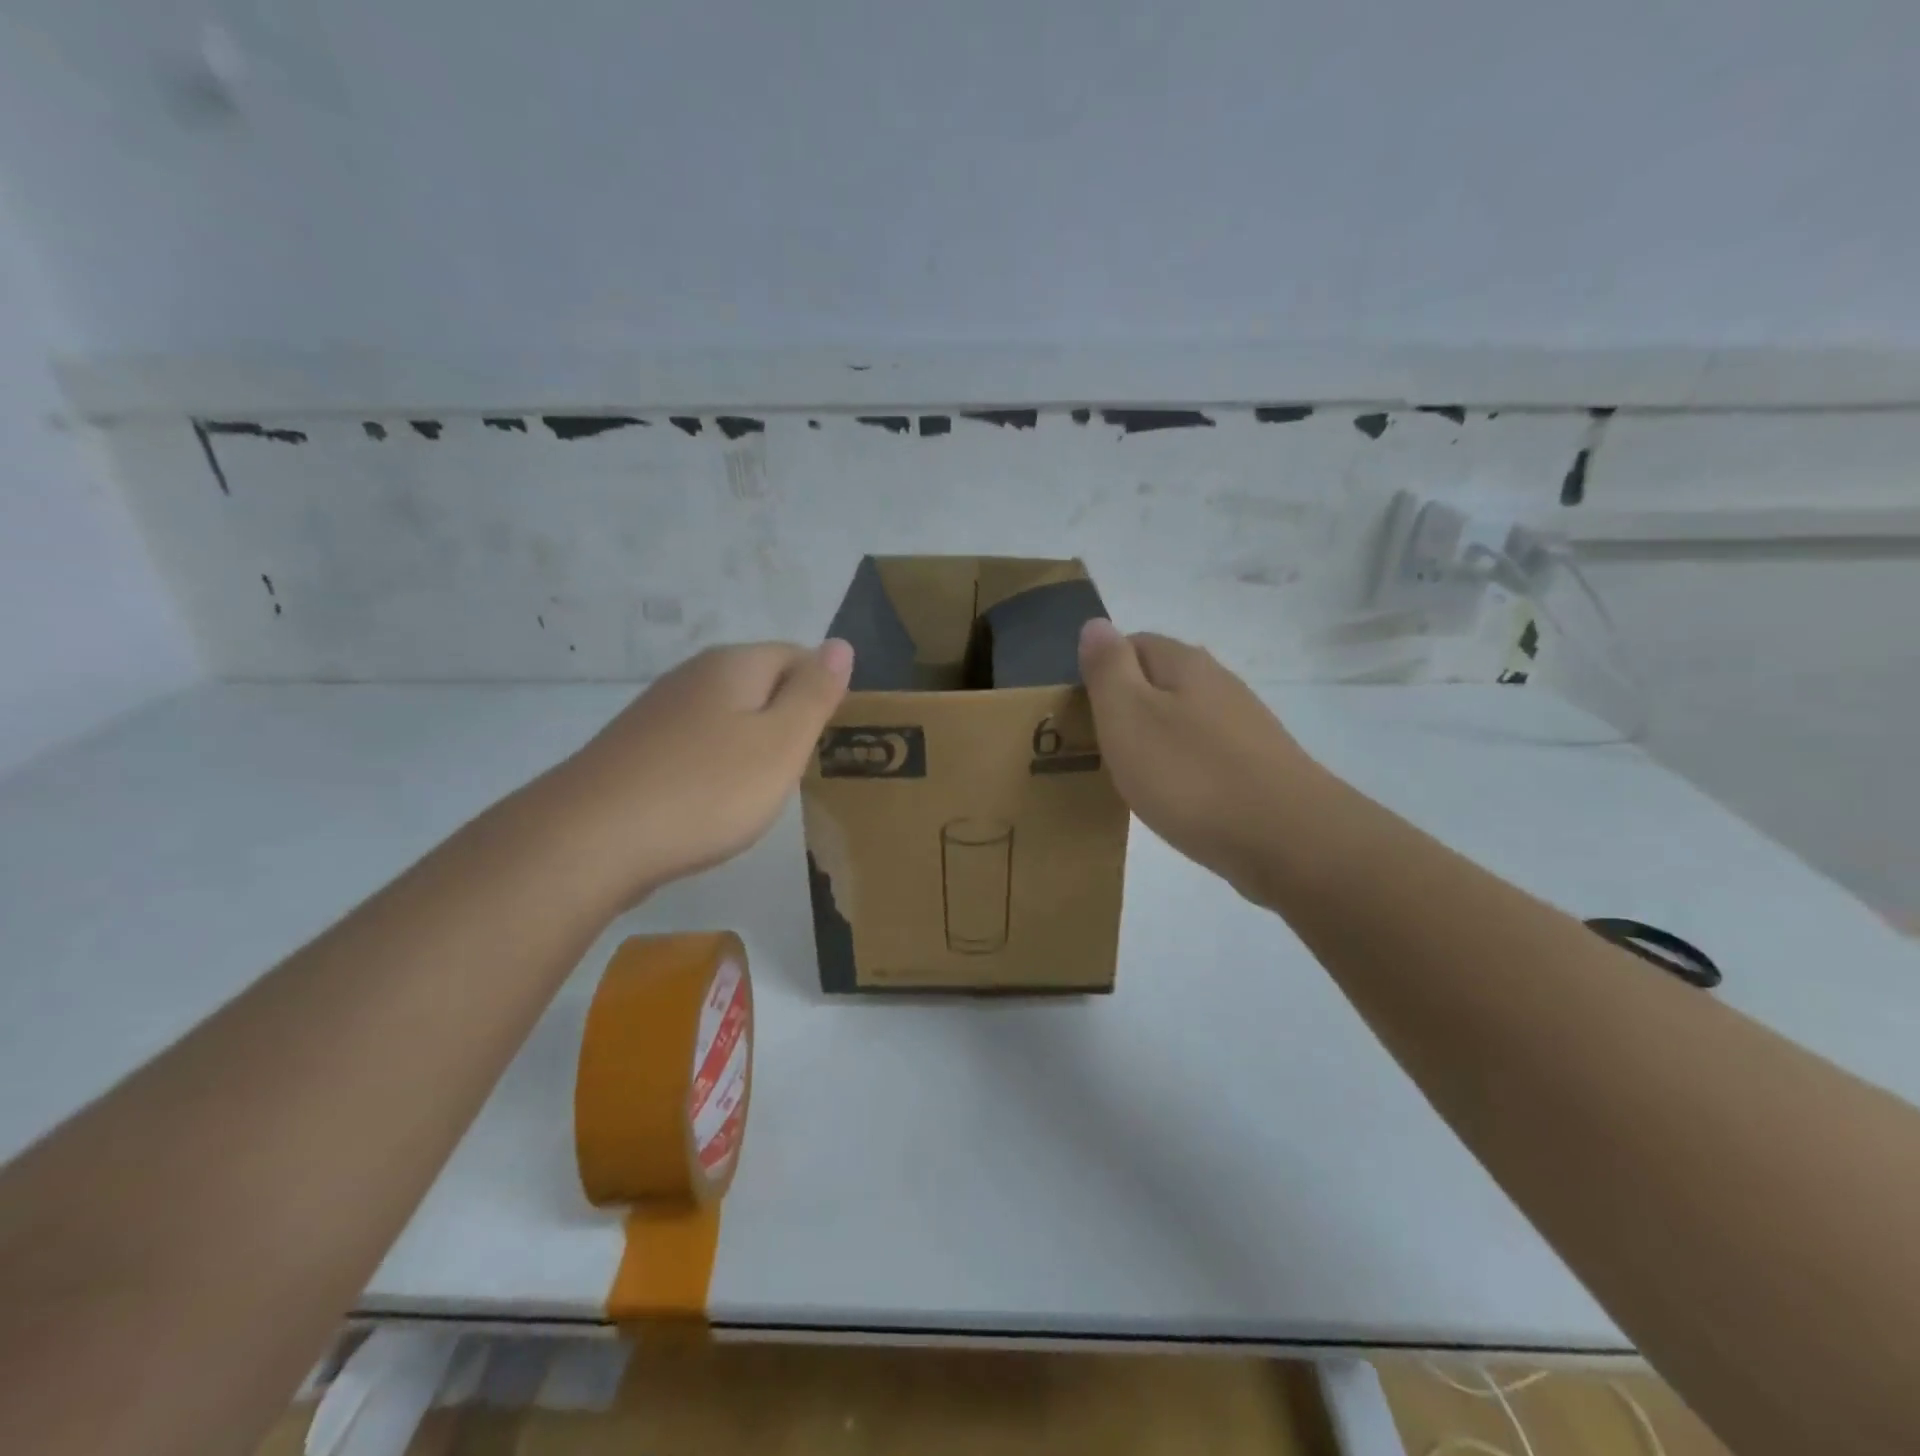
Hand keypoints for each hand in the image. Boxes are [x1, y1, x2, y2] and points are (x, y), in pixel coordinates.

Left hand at [556, 640, 853, 903]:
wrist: (590, 840)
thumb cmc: (706, 790)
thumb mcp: (781, 743)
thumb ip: (814, 693)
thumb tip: (840, 643)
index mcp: (734, 665)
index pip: (797, 655)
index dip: (821, 692)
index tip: (825, 740)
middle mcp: (693, 675)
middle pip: (760, 683)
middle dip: (786, 719)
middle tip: (796, 769)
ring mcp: (658, 712)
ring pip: (726, 716)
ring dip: (750, 745)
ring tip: (758, 790)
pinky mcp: (635, 749)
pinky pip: (694, 746)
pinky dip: (714, 768)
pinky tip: (710, 803)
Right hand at [1078, 620, 1321, 902]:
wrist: (1288, 839)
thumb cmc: (1190, 774)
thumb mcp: (1128, 715)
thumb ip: (1108, 668)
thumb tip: (1096, 624)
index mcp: (1184, 663)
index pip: (1132, 644)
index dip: (1102, 671)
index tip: (1082, 712)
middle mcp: (1219, 683)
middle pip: (1159, 681)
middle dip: (1127, 707)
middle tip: (1100, 748)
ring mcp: (1244, 726)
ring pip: (1183, 719)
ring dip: (1155, 740)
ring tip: (1132, 778)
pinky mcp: (1258, 766)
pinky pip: (1205, 755)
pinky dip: (1182, 769)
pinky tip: (1175, 799)